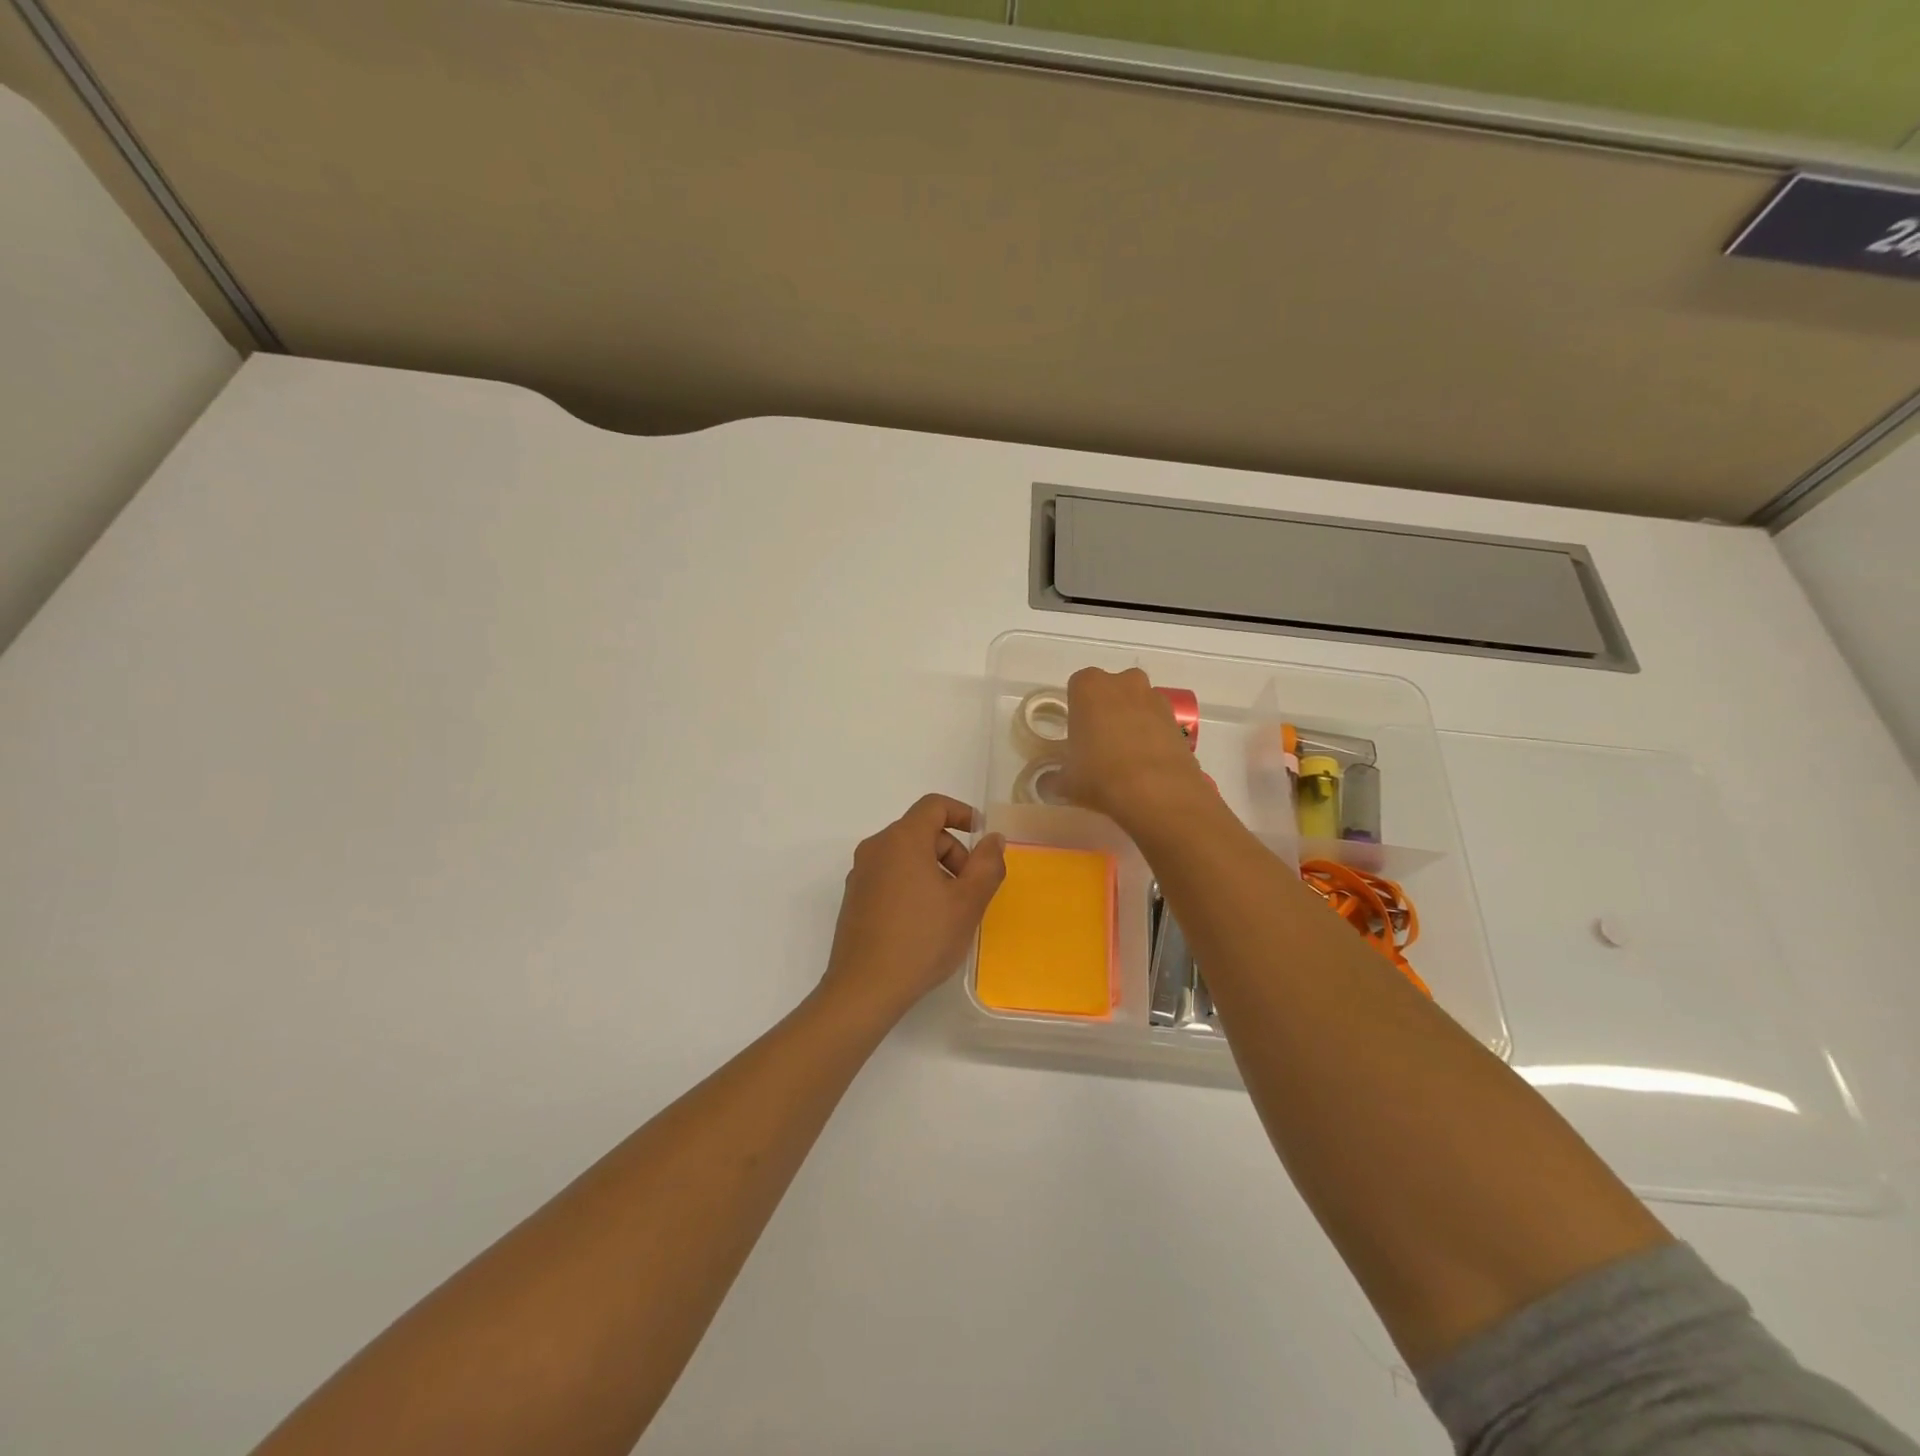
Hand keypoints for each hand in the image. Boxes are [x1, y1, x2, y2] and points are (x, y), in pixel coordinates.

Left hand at [818, 794, 1006, 1025]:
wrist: (864, 988)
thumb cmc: (921, 939)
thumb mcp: (967, 903)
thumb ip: (987, 864)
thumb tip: (993, 839)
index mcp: (902, 840)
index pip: (934, 805)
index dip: (963, 813)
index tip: (983, 838)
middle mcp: (876, 848)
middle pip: (921, 831)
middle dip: (952, 852)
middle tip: (970, 889)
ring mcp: (861, 873)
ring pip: (905, 855)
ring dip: (934, 870)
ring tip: (949, 910)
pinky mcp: (854, 897)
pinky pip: (890, 875)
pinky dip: (912, 884)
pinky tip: (923, 922)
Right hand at [1059, 667, 1210, 829]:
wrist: (1158, 792)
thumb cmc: (1100, 775)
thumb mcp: (1066, 781)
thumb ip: (1054, 777)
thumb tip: (1048, 783)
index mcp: (1089, 687)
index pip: (1076, 687)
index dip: (1076, 711)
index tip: (1076, 735)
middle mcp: (1124, 682)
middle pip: (1111, 690)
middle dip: (1106, 710)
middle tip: (1099, 743)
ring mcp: (1155, 698)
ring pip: (1137, 704)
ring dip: (1131, 721)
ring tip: (1125, 757)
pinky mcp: (1178, 720)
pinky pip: (1157, 722)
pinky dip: (1152, 736)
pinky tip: (1147, 764)